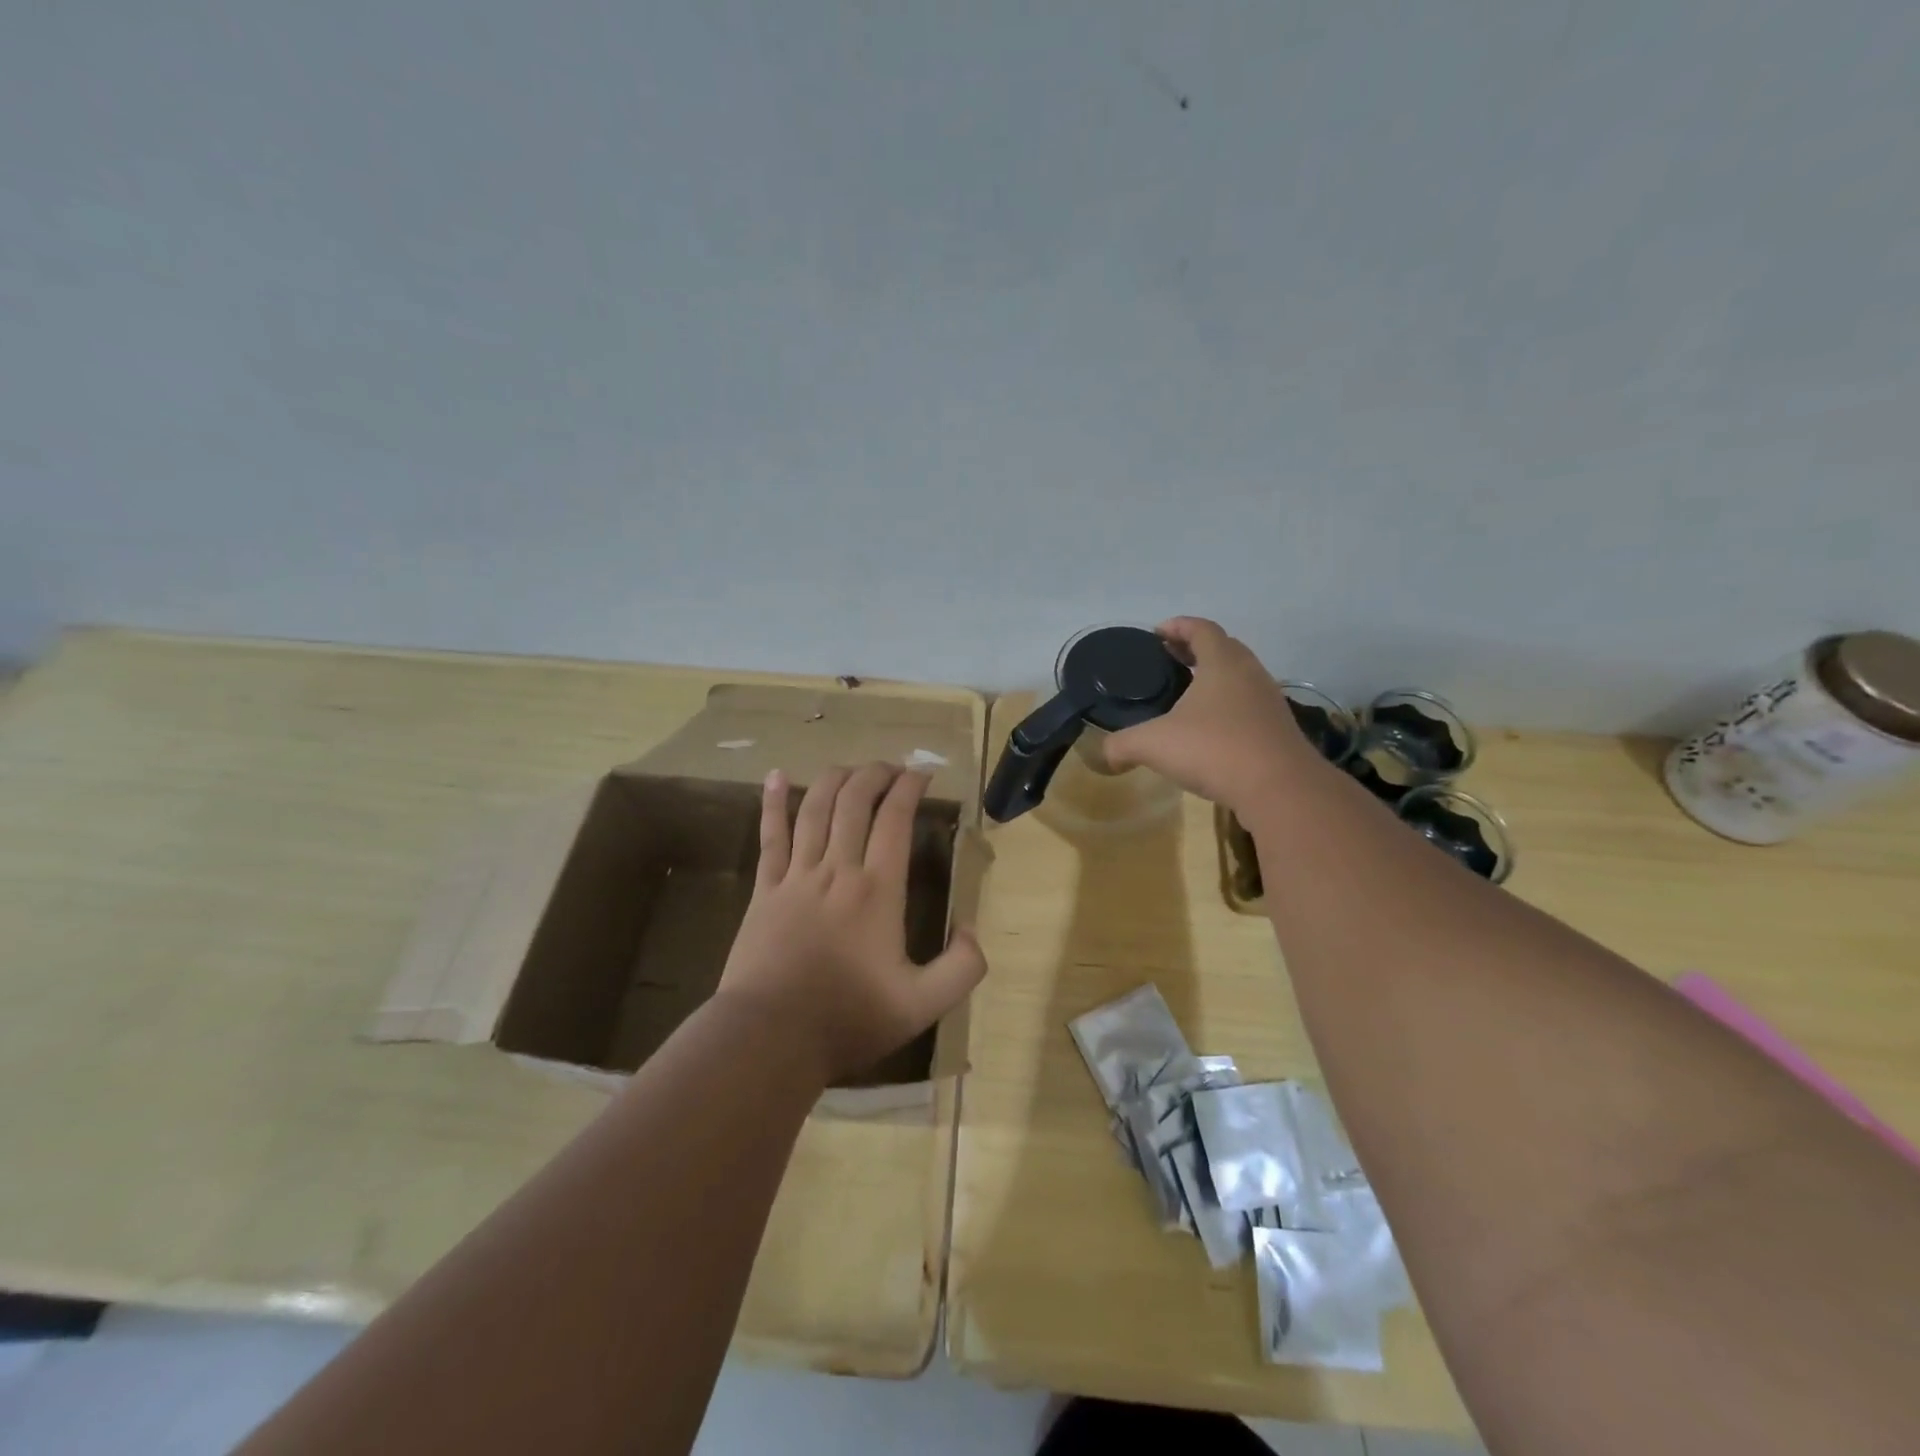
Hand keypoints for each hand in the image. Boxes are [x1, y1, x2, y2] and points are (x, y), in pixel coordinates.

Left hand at [718, 763, 987, 1085]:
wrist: (770, 1038)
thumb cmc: (848, 1020)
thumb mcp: (922, 1006)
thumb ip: (962, 968)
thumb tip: (972, 929)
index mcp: (878, 890)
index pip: (895, 819)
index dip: (909, 788)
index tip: (922, 775)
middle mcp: (838, 870)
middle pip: (854, 802)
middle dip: (875, 775)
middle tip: (892, 768)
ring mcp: (797, 876)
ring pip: (815, 809)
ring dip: (835, 780)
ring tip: (851, 767)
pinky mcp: (765, 890)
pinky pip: (770, 836)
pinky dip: (774, 803)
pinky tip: (777, 775)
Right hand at [1101, 617, 1317, 814]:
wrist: (1279, 788)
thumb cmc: (1214, 749)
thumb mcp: (1153, 745)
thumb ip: (1122, 745)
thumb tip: (1103, 755)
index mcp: (1222, 663)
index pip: (1202, 628)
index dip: (1178, 626)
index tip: (1157, 633)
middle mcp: (1249, 673)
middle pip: (1224, 647)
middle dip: (1196, 648)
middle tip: (1170, 658)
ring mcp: (1269, 701)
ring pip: (1240, 676)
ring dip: (1215, 677)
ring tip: (1188, 693)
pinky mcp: (1278, 728)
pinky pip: (1249, 704)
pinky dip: (1228, 704)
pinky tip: (1210, 728)